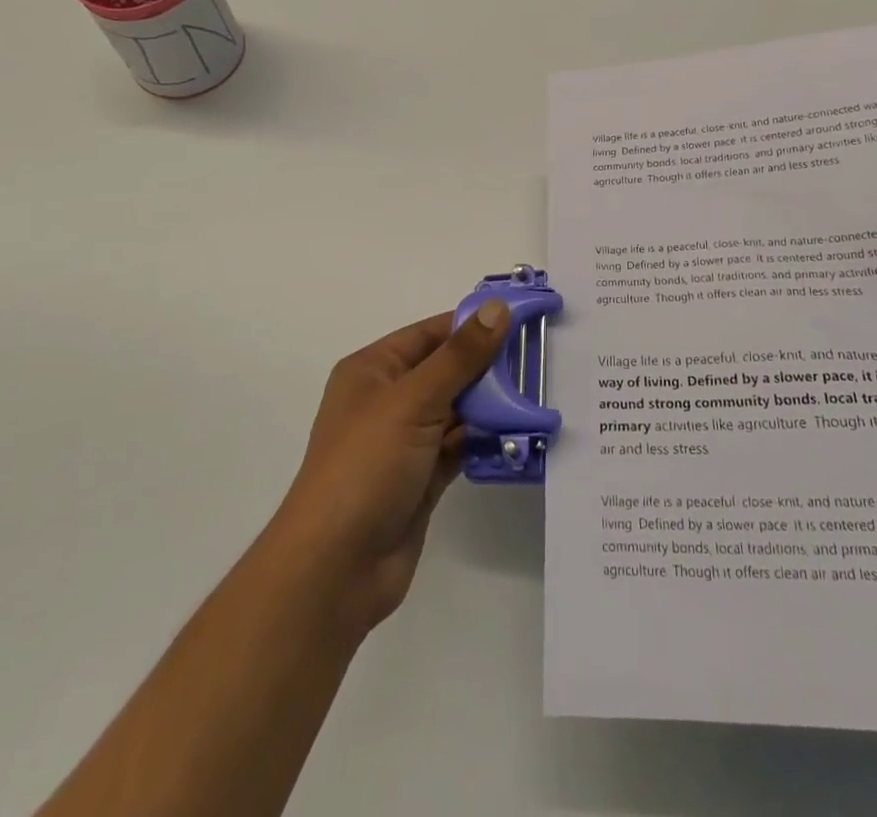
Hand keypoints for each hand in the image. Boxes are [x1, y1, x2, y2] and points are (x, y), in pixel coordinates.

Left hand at [269, 303, 512, 637]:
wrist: (336, 568)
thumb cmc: (366, 466)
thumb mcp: (413, 401)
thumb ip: (460, 356)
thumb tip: (497, 308)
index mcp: (374, 370)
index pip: (430, 334)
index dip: (472, 324)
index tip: (521, 318)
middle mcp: (389, 400)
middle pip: (447, 370)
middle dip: (489, 366)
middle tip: (540, 358)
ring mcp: (406, 441)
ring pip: (457, 410)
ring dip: (492, 404)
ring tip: (539, 393)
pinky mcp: (423, 477)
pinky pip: (461, 446)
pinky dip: (486, 439)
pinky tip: (521, 433)